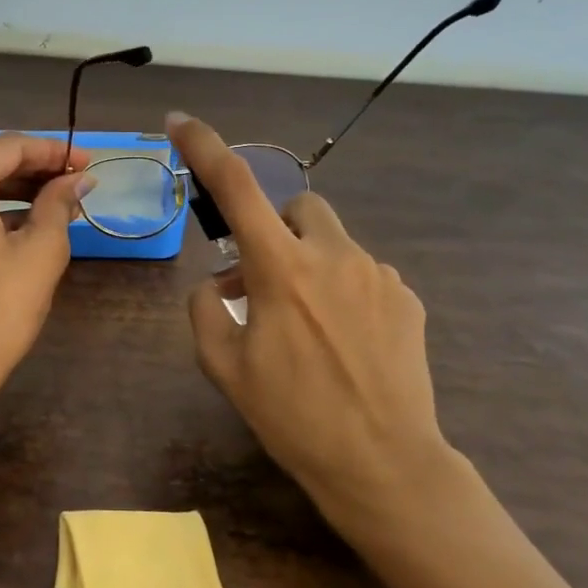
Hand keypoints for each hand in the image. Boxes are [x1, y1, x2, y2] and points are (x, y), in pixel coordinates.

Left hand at [0, 133, 93, 405]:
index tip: (88, 161)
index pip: (8, 147)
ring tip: (59, 194)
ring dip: (13, 183)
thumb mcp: (39, 254)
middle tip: (77, 176)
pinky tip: (26, 214)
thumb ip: (58, 204)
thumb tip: (78, 179)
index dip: (52, 151)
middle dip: (33, 165)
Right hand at [167, 112, 461, 536]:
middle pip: (297, 205)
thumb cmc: (292, 417)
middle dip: (275, 228)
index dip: (203, 147)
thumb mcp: (223, 366)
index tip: (180, 122)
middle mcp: (333, 256)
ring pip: (332, 242)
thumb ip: (205, 309)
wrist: (384, 465)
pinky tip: (344, 341)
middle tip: (263, 280)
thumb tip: (218, 282)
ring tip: (307, 326)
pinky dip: (342, 290)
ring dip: (308, 264)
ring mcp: (378, 275)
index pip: (235, 187)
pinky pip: (363, 273)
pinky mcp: (408, 298)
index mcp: (280, 269)